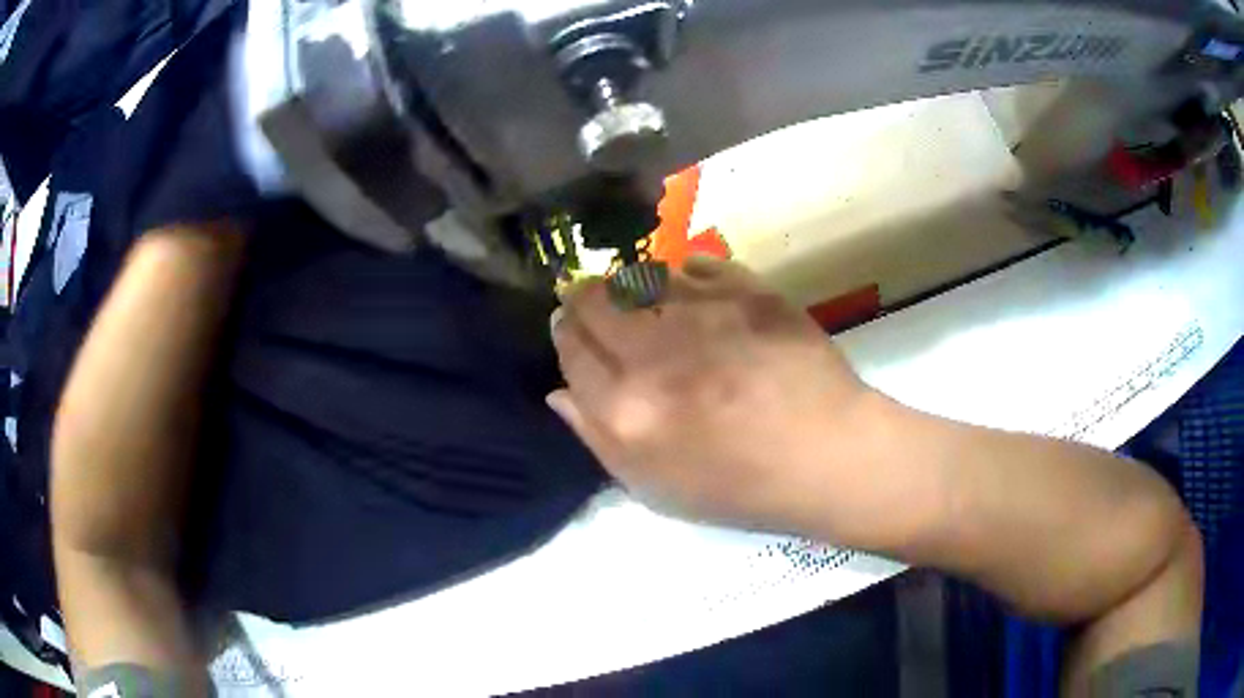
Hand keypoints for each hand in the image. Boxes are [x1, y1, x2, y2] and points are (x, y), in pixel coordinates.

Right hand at [548, 257, 872, 532]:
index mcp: (626, 408)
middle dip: (584, 299)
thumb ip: (598, 437)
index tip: (570, 330)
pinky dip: (682, 274)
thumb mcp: (655, 488)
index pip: (570, 347)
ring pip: (639, 273)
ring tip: (643, 299)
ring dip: (628, 284)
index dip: (564, 334)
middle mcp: (655, 351)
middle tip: (596, 308)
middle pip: (593, 300)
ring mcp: (706, 313)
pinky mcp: (747, 290)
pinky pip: (694, 263)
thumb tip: (559, 391)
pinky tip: (690, 290)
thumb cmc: (739, 485)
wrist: (826, 454)